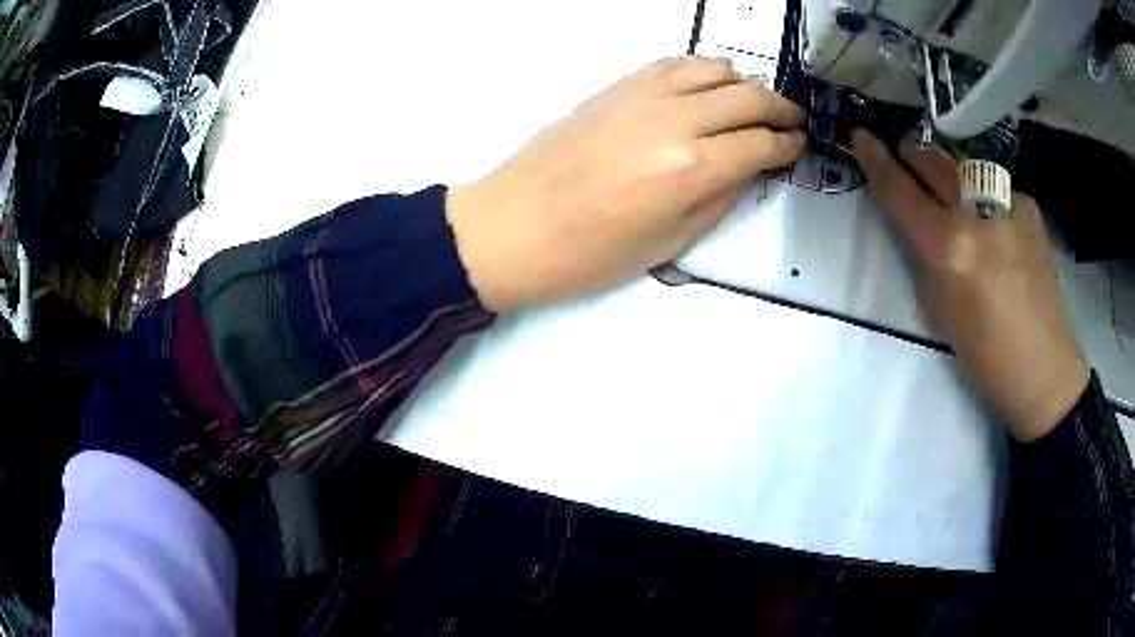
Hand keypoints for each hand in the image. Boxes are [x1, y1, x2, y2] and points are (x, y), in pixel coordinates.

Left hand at [446, 57, 806, 312]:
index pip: (761, 143)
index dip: (789, 145)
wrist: (514, 226)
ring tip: (754, 102)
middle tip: (792, 121)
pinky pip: (674, 63)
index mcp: (692, 169)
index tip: (799, 146)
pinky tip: (707, 85)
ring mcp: (643, 96)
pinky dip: (702, 70)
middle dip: (781, 108)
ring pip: (715, 69)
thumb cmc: (590, 254)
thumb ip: (719, 199)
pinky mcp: (617, 86)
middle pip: (749, 97)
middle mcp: (675, 121)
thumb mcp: (669, 243)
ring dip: (745, 84)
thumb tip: (748, 168)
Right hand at [851, 130, 1089, 441]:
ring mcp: (1007, 203)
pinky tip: (996, 225)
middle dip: (913, 158)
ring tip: (958, 203)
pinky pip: (993, 187)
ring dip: (950, 176)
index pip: (900, 189)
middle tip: (908, 167)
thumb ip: (924, 256)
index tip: (861, 136)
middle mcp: (976, 213)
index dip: (875, 159)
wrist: (1044, 367)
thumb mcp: (939, 310)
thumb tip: (918, 221)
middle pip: (931, 159)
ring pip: (963, 166)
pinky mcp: (1028, 205)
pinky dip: (983, 197)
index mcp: (948, 248)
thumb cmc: (985, 354)